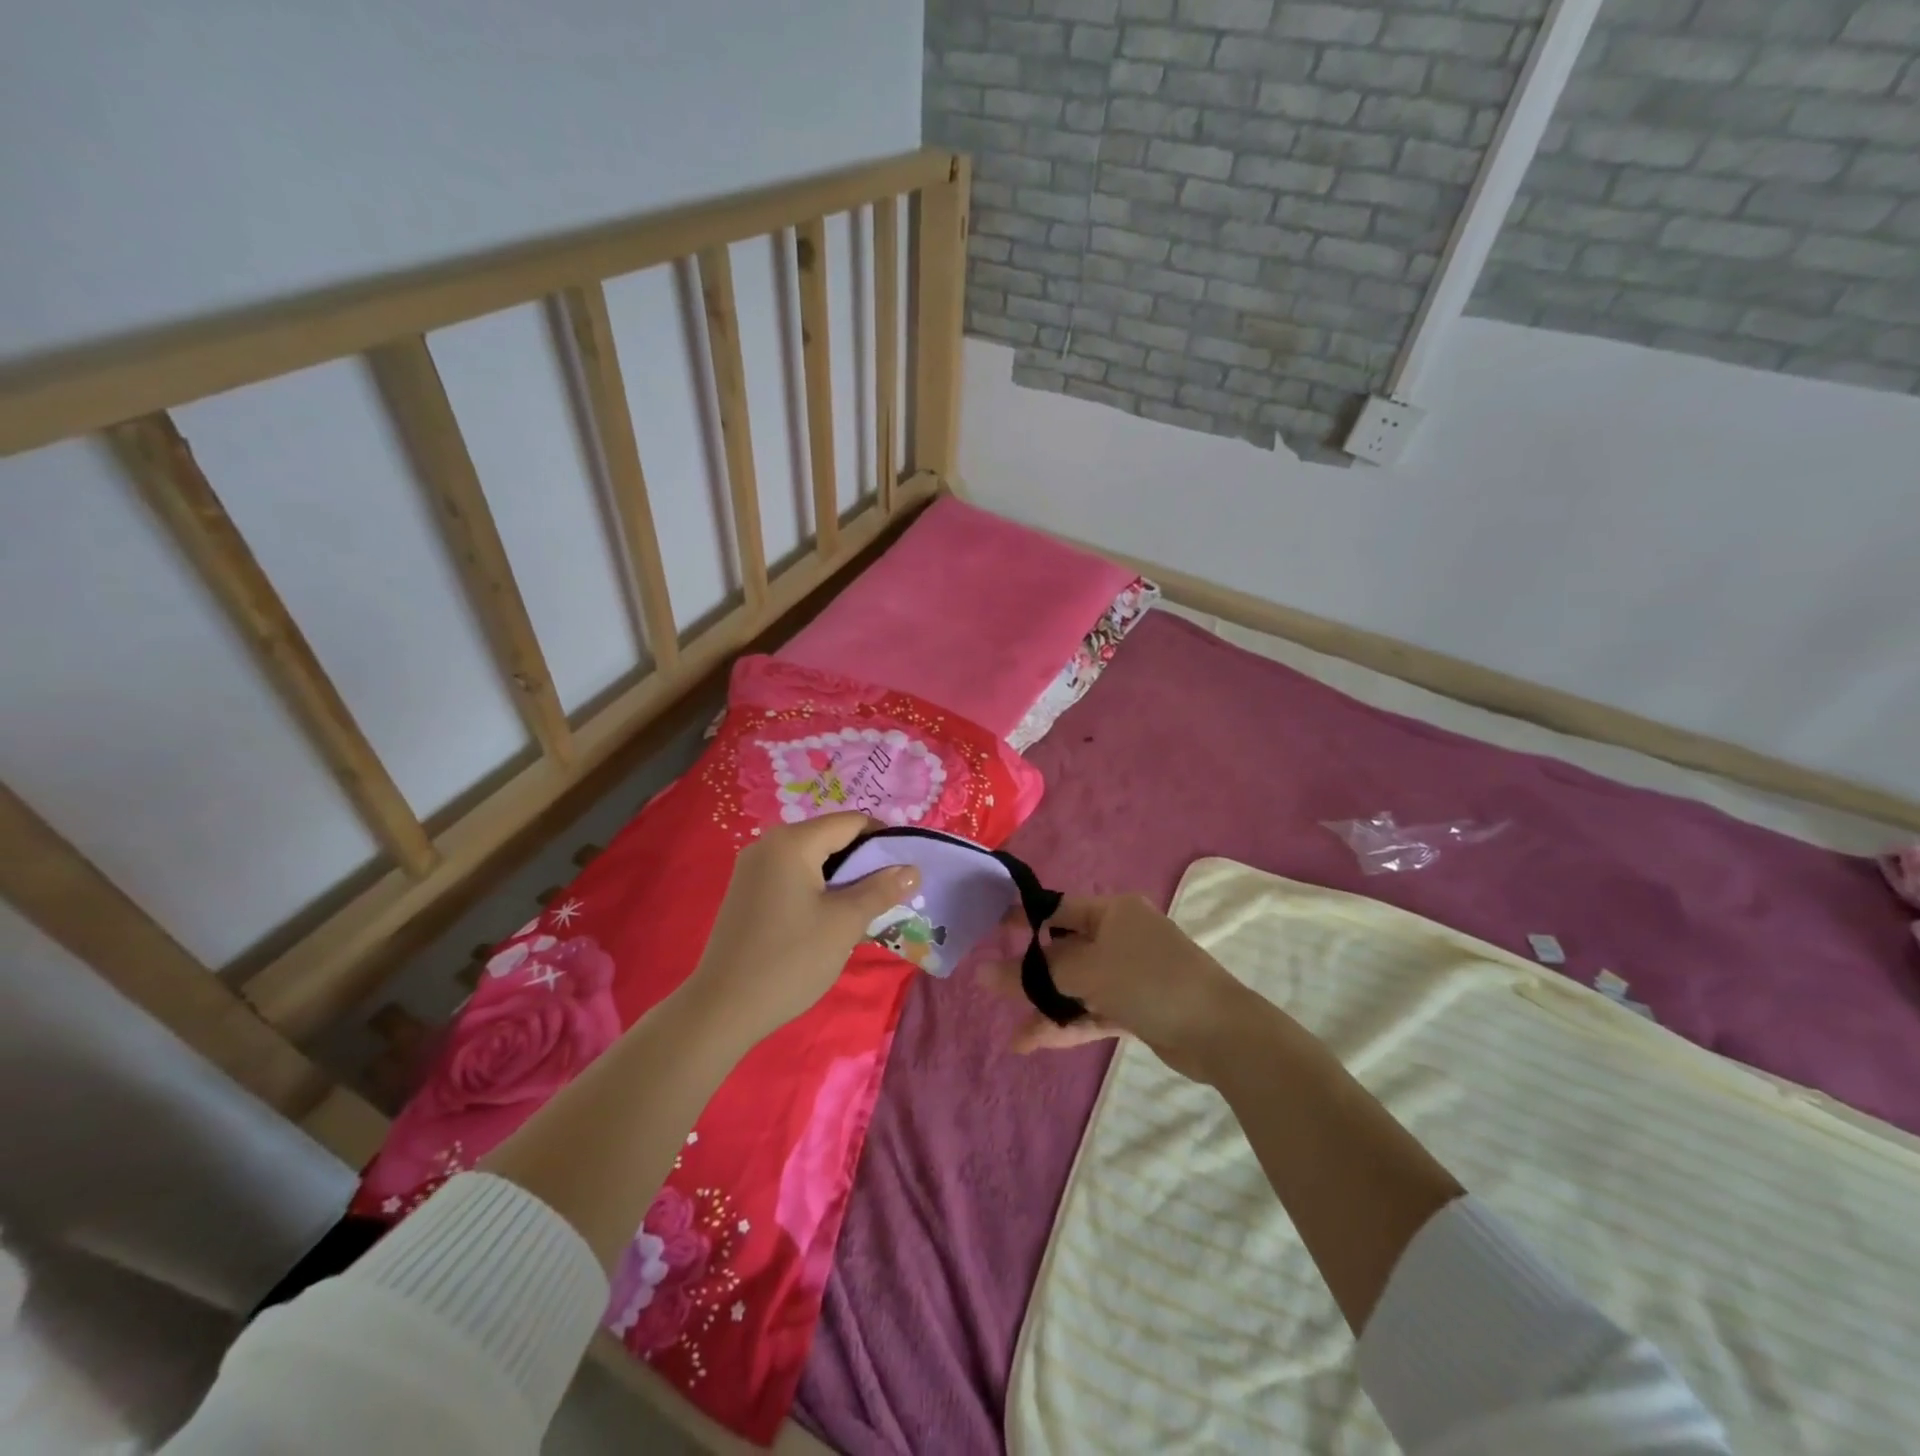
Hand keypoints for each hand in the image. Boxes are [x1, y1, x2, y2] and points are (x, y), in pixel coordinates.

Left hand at [681, 813, 919, 1046]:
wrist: (722, 1009)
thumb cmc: (790, 959)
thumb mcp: (845, 923)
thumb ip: (881, 890)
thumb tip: (912, 870)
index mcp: (793, 842)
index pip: (851, 823)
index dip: (884, 840)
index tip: (906, 868)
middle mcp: (769, 844)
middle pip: (830, 837)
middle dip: (864, 861)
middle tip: (890, 892)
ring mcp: (752, 868)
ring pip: (812, 858)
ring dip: (842, 877)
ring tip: (865, 907)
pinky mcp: (746, 891)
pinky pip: (792, 875)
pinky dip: (818, 887)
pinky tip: (830, 917)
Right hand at [981, 894, 1250, 1081]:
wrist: (1220, 1032)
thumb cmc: (1149, 981)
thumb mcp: (1087, 971)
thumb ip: (1034, 974)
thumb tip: (983, 972)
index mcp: (1113, 912)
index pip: (1058, 909)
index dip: (1023, 919)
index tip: (989, 931)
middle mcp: (1121, 936)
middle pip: (1065, 951)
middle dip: (1033, 976)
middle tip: (994, 990)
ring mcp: (1130, 974)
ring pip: (1078, 987)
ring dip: (1049, 1009)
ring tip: (1017, 1039)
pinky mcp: (1137, 1007)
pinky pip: (1093, 1011)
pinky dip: (1069, 1025)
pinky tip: (1036, 1044)